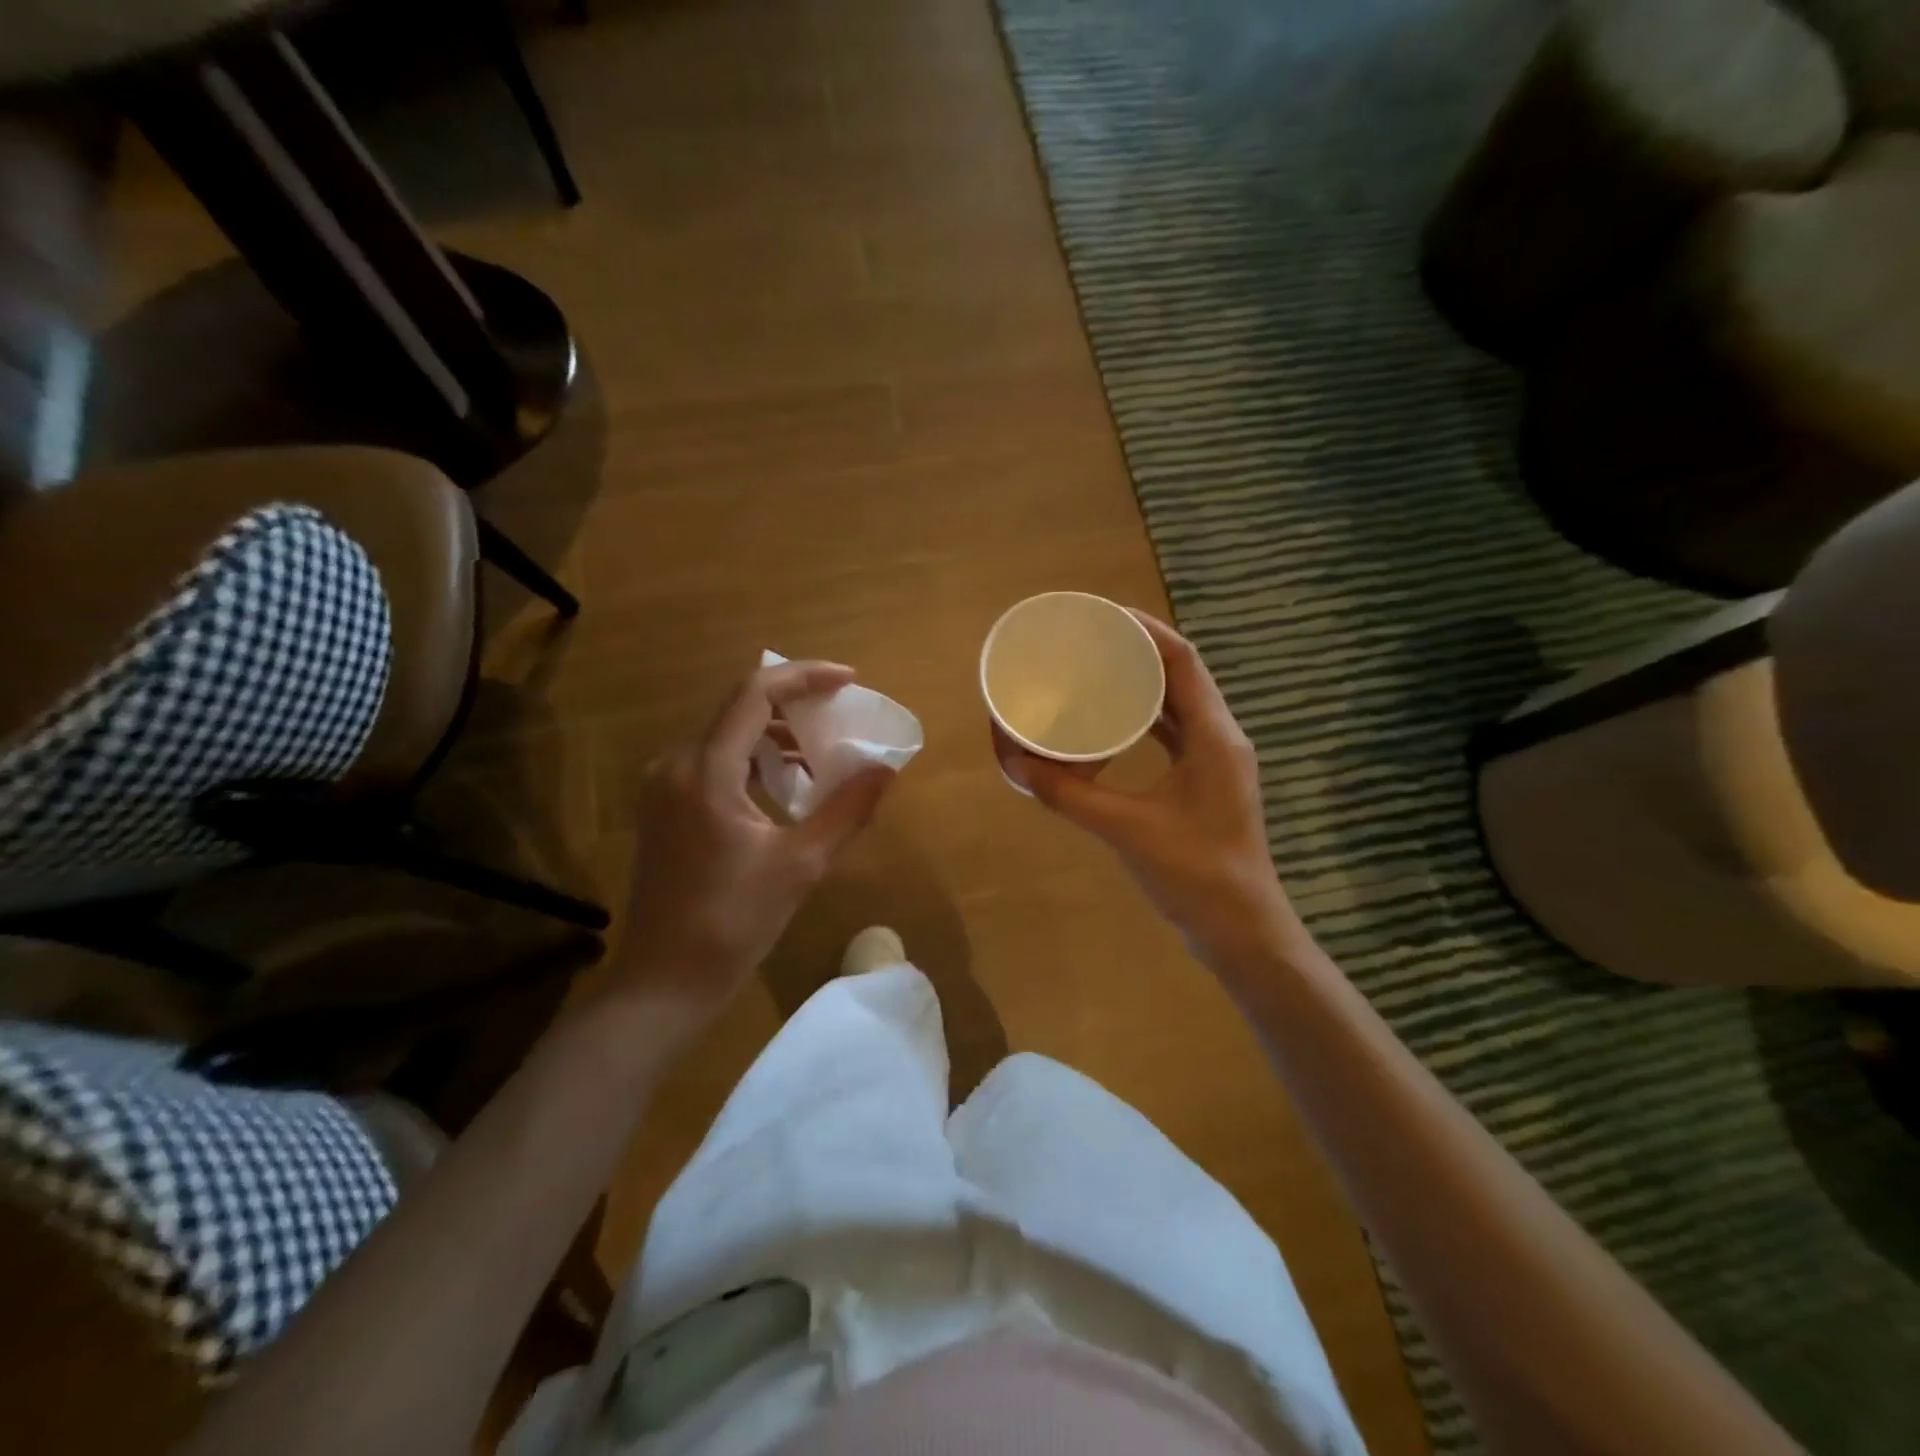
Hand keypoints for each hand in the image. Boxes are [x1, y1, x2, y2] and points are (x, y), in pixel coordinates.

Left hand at [620, 659, 894, 1022]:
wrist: (664, 981)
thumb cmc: (732, 923)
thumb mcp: (800, 864)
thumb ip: (847, 809)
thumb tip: (886, 769)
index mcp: (705, 771)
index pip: (755, 694)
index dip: (805, 677)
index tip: (849, 680)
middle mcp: (676, 765)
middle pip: (740, 709)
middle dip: (796, 706)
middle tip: (843, 718)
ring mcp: (664, 786)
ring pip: (728, 736)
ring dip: (777, 736)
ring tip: (823, 756)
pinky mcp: (665, 808)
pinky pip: (716, 763)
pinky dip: (756, 762)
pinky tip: (788, 787)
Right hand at [994, 612, 1304, 971]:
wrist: (1242, 931)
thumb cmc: (1195, 875)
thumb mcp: (1126, 829)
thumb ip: (1069, 795)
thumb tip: (1015, 764)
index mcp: (1214, 736)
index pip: (1183, 659)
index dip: (1145, 629)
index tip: (1102, 615)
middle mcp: (1220, 738)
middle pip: (1180, 674)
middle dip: (1136, 651)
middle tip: (1088, 642)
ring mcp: (1216, 761)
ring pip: (1178, 704)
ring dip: (1141, 683)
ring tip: (1095, 671)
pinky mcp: (1205, 782)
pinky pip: (1174, 733)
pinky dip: (1144, 719)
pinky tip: (1111, 723)